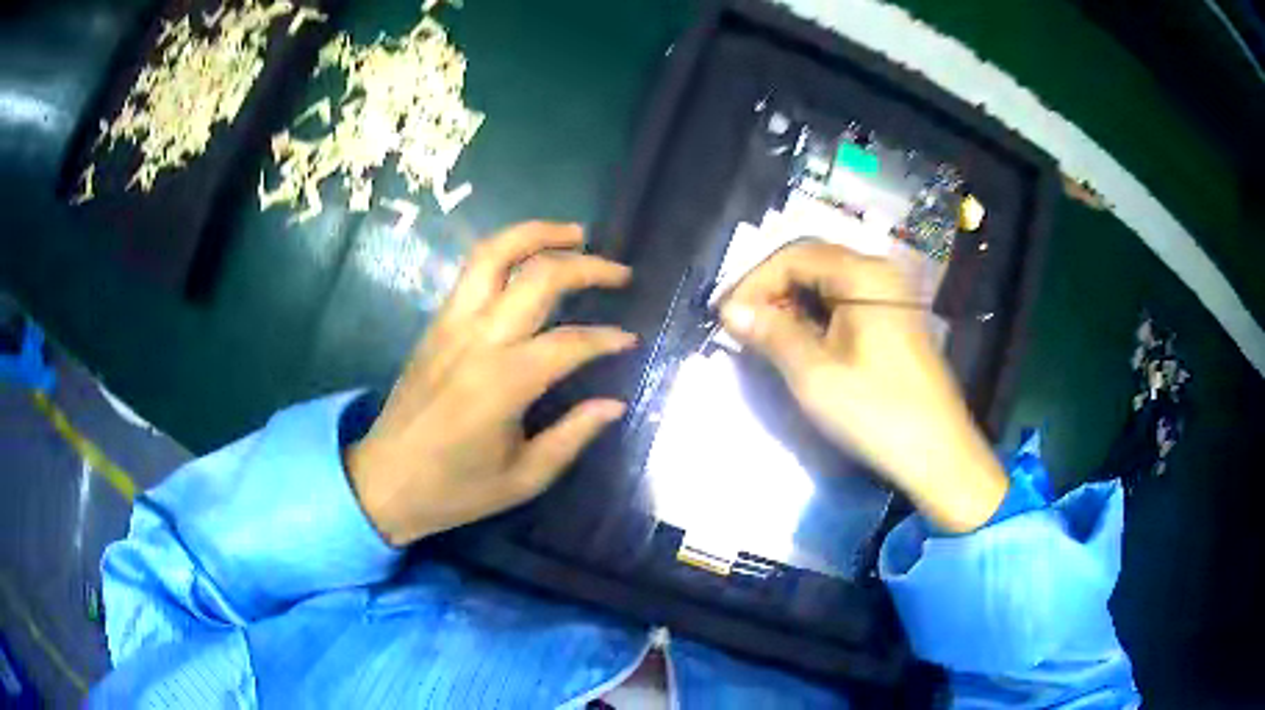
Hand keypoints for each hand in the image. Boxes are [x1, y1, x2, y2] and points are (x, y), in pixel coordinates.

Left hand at [345, 222, 636, 545]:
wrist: (384, 481)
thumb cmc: (455, 489)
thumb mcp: (524, 477)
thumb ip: (573, 436)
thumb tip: (614, 403)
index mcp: (503, 384)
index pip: (570, 342)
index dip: (607, 338)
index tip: (630, 341)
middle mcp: (477, 340)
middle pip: (537, 277)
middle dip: (586, 265)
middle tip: (619, 273)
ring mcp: (451, 325)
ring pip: (494, 255)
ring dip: (537, 234)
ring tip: (575, 233)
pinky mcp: (435, 323)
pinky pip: (473, 271)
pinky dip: (506, 251)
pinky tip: (528, 260)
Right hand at [719, 241, 1007, 532]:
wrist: (938, 454)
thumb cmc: (877, 413)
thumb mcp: (815, 376)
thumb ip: (772, 334)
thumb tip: (731, 310)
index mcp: (863, 275)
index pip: (794, 255)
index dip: (754, 281)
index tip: (726, 317)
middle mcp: (879, 273)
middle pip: (811, 263)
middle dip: (771, 290)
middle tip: (740, 326)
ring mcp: (890, 296)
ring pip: (826, 284)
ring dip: (791, 304)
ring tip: (763, 337)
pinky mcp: (894, 320)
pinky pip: (844, 303)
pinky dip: (814, 316)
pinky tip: (799, 343)